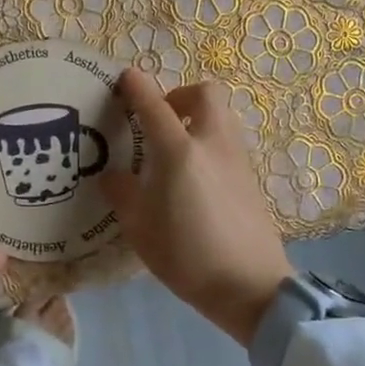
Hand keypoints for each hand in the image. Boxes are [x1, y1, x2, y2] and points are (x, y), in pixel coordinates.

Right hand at [101, 70, 292, 346]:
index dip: (137, 86)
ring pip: (221, 116)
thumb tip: (113, 175)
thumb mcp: (139, 228)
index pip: (154, 105)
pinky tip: (194, 176)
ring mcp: (237, 159)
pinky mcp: (251, 178)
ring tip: (175, 149)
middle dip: (180, 95)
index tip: (124, 78)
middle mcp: (212, 144)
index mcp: (179, 152)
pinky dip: (209, 142)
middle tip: (160, 119)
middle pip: (205, 93)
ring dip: (197, 117)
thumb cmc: (186, 256)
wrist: (250, 287)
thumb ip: (123, 193)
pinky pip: (228, 142)